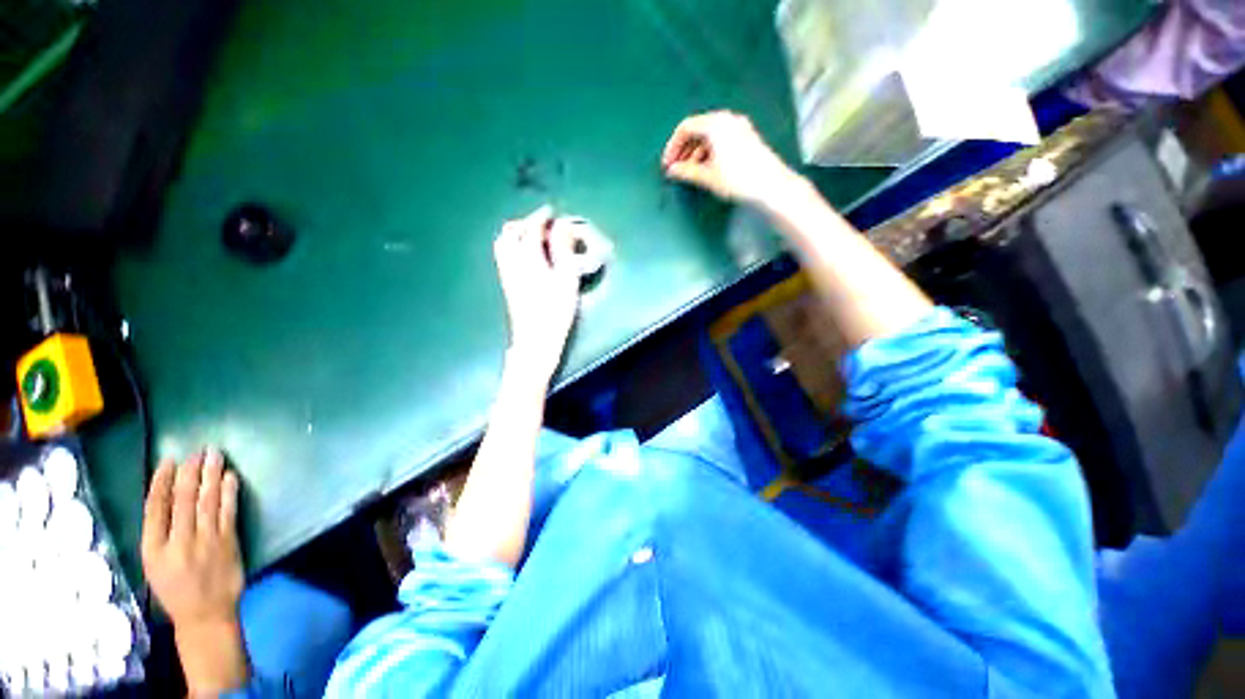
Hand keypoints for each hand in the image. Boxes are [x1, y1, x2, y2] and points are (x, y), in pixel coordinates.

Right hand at [142, 448, 248, 693]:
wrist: (205, 613)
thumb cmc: (176, 588)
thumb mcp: (154, 564)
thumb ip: (158, 533)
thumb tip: (166, 496)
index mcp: (153, 550)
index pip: (155, 508)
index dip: (161, 482)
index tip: (168, 461)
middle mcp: (178, 542)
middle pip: (183, 500)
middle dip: (190, 473)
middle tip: (197, 452)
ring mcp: (206, 541)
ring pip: (207, 501)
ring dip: (211, 476)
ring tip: (215, 456)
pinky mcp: (228, 542)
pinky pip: (228, 511)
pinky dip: (229, 492)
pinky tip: (231, 476)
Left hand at [494, 205, 580, 380]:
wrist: (536, 339)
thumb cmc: (556, 310)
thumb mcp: (567, 278)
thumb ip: (564, 249)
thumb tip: (563, 227)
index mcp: (527, 257)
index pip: (531, 228)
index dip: (541, 217)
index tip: (551, 212)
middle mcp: (512, 262)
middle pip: (510, 232)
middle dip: (525, 223)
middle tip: (543, 224)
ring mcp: (506, 273)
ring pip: (503, 243)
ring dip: (516, 233)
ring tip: (534, 237)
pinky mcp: (507, 284)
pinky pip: (504, 255)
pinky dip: (513, 246)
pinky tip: (527, 255)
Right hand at [661, 110, 797, 206]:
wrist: (770, 186)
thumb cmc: (738, 179)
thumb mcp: (708, 176)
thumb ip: (686, 171)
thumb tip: (672, 170)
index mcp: (716, 124)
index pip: (686, 128)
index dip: (673, 147)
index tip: (667, 164)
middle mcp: (727, 120)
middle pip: (698, 129)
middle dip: (684, 149)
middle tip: (676, 168)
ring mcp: (739, 127)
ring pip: (709, 135)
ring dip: (695, 152)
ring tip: (690, 172)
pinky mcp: (746, 137)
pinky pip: (720, 138)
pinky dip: (709, 151)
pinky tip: (706, 168)